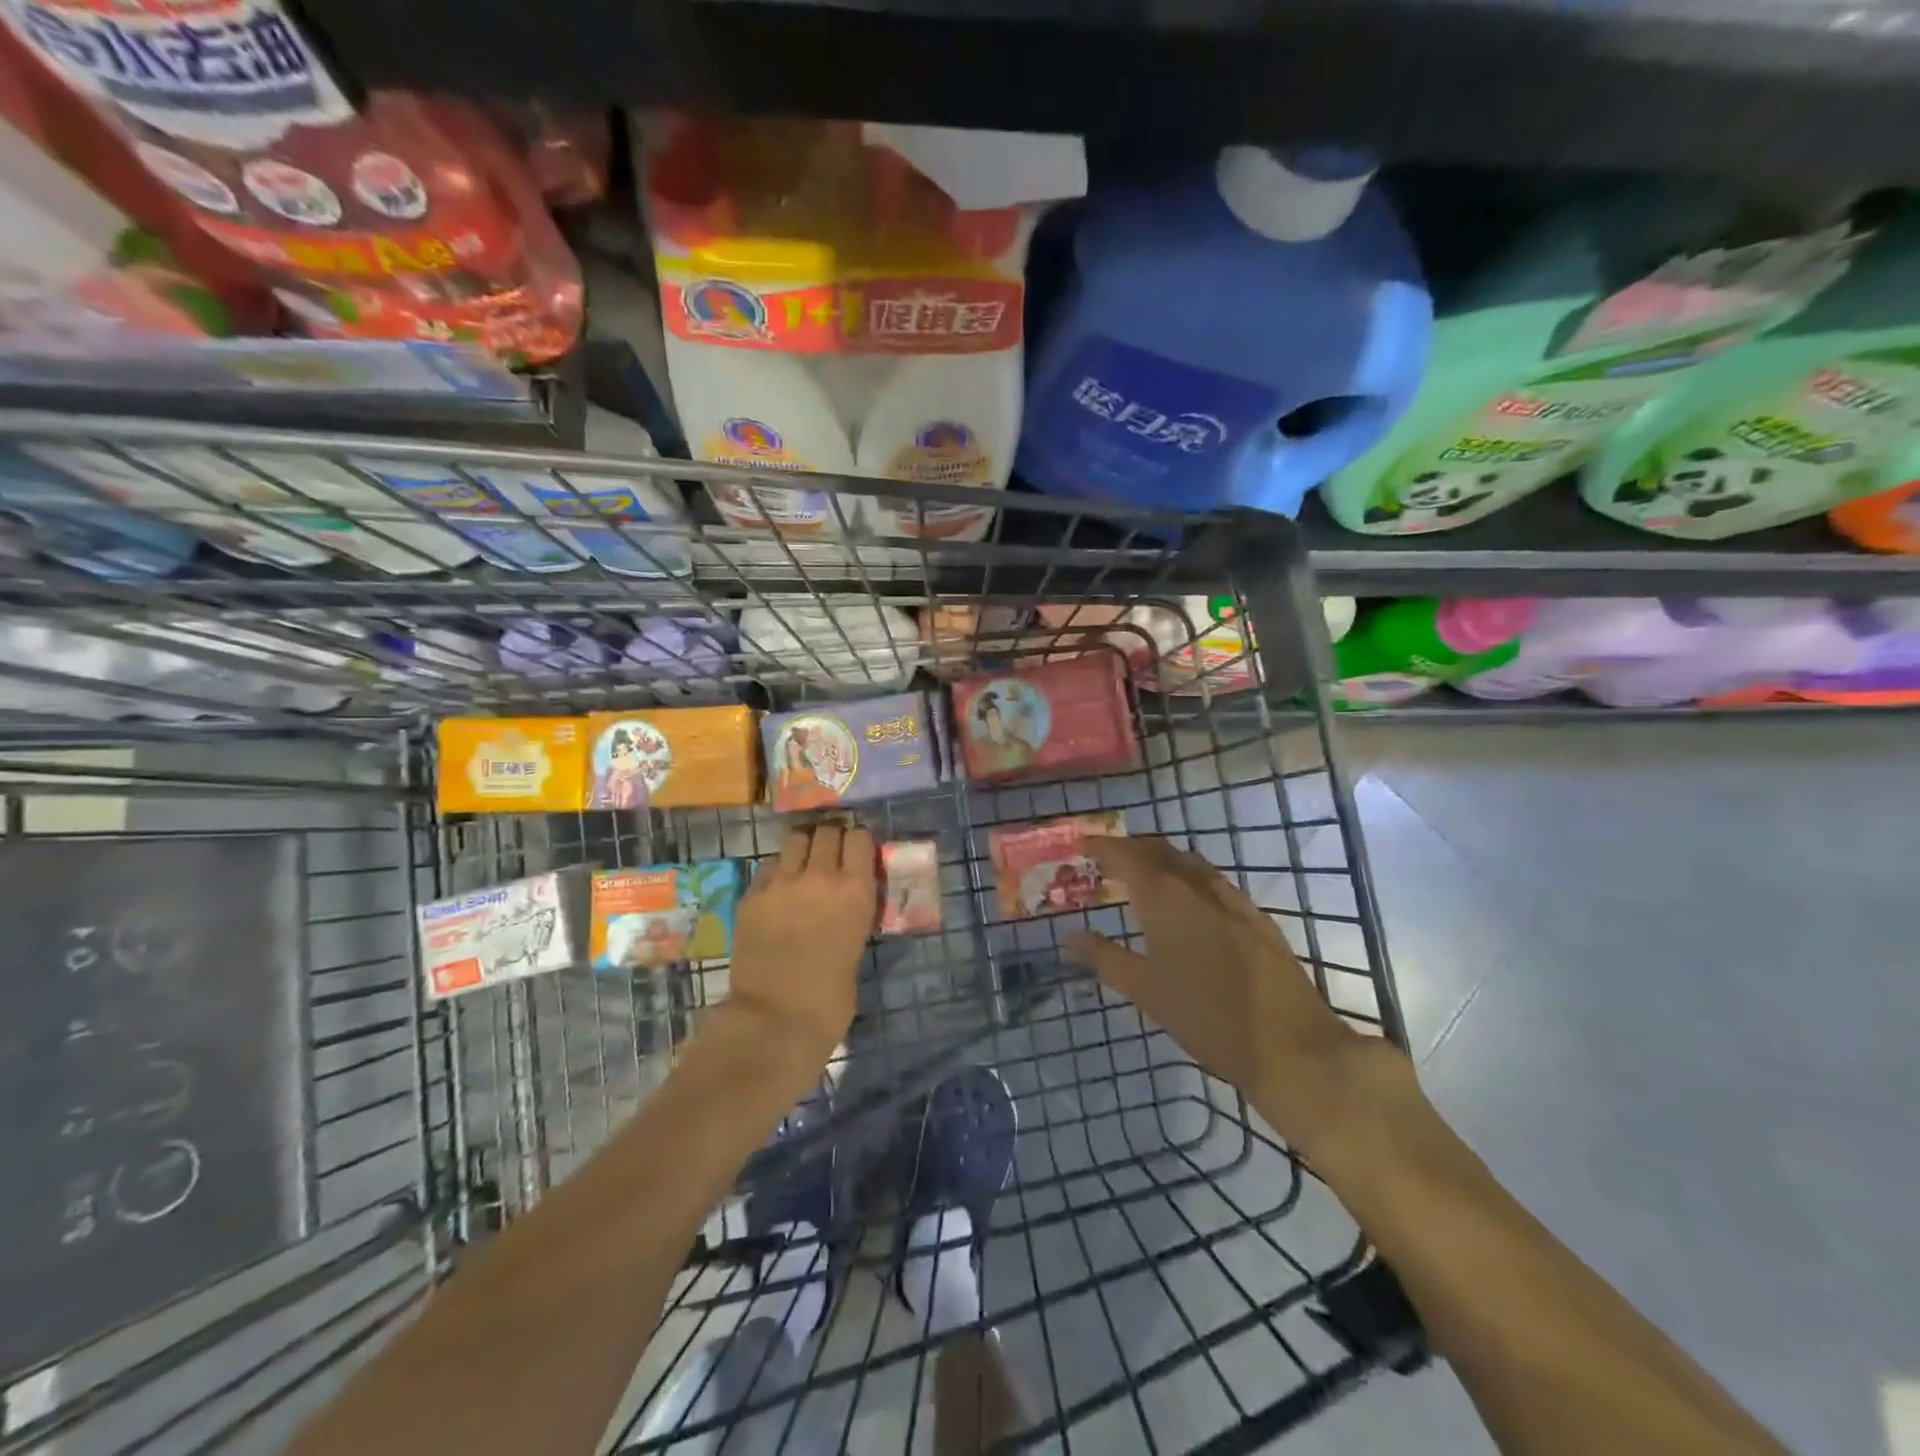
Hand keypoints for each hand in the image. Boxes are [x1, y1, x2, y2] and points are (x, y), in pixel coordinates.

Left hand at [726, 822, 876, 1074]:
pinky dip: (777, 871)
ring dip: (803, 848)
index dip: (859, 842)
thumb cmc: (830, 999)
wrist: (775, 1019)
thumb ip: (853, 913)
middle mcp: (819, 875)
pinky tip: (778, 891)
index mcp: (855, 890)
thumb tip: (846, 902)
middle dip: (831, 839)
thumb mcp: (857, 946)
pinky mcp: (751, 895)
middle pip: (827, 831)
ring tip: (803, 865)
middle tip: (831, 856)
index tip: (859, 852)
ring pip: (794, 840)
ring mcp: (781, 882)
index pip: (860, 837)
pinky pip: (768, 867)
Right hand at [1066, 835, 1419, 1166]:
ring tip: (1143, 880)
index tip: (1082, 847)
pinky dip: (1190, 880)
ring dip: (1163, 862)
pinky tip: (1189, 907)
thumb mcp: (1146, 991)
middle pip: (1161, 850)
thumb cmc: (1207, 1018)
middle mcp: (1199, 888)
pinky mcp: (1257, 919)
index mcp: (1166, 899)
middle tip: (1108, 862)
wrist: (1291, 1047)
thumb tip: (1070, 936)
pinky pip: (1214, 884)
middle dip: (1132, 849)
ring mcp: (1234, 901)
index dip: (1103, 847)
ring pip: (1191, 864)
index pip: (1127, 856)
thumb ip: (1105, 958)